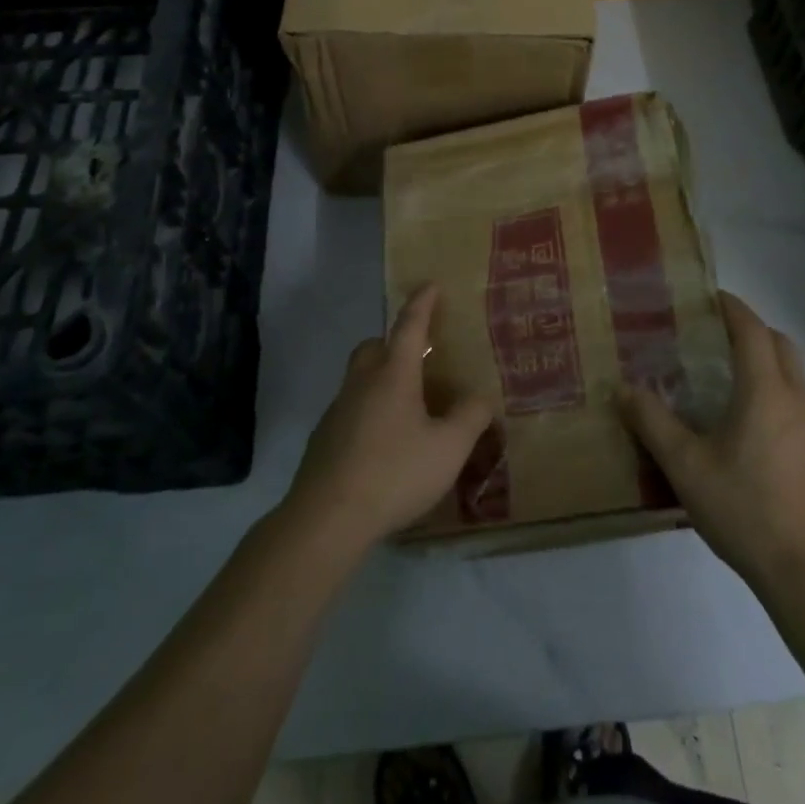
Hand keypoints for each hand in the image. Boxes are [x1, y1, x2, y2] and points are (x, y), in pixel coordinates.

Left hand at [285, 286, 495, 554]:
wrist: (326, 519)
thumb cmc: (394, 473)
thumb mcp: (449, 449)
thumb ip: (470, 418)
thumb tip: (482, 397)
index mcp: (393, 375)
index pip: (410, 326)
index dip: (422, 303)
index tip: (431, 285)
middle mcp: (362, 383)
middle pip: (373, 347)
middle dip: (393, 342)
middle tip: (417, 356)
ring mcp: (337, 411)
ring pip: (358, 378)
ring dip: (379, 379)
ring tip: (405, 405)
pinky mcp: (323, 440)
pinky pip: (349, 410)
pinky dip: (367, 411)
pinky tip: (382, 442)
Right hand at [619, 292, 804, 596]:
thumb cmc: (746, 510)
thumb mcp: (686, 467)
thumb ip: (653, 423)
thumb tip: (622, 388)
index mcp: (766, 391)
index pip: (752, 331)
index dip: (733, 308)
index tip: (711, 297)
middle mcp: (798, 398)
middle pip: (781, 344)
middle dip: (753, 330)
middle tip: (718, 335)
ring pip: (797, 374)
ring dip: (770, 361)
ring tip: (734, 377)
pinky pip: (803, 403)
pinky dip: (781, 391)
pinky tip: (756, 426)